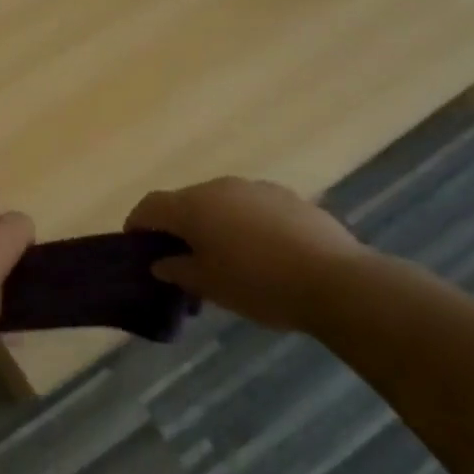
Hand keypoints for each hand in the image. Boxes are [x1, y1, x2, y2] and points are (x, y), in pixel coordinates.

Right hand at [126, 178, 366, 331]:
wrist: (336, 281)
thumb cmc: (259, 284)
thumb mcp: (210, 286)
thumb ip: (178, 271)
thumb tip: (162, 263)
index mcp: (193, 206)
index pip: (150, 206)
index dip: (137, 225)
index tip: (137, 248)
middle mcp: (220, 187)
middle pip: (185, 202)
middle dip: (177, 228)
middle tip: (181, 262)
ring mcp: (256, 188)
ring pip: (220, 203)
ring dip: (212, 225)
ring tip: (223, 260)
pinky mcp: (287, 197)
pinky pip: (250, 207)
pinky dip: (242, 225)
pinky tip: (259, 254)